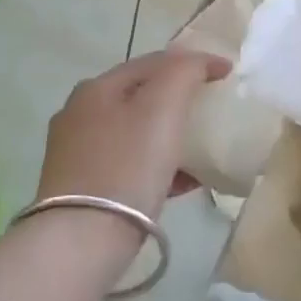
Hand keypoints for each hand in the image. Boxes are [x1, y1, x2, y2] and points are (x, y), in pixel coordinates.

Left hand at [37, 49, 230, 218]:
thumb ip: (184, 72)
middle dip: (176, 102)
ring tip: (200, 153)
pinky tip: (181, 185)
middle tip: (209, 112)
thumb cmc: (127, 164)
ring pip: (133, 134)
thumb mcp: (163, 107)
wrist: (82, 239)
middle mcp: (78, 115)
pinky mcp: (80, 189)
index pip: (151, 62)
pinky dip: (155, 168)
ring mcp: (75, 154)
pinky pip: (127, 167)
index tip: (226, 75)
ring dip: (167, 138)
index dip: (192, 63)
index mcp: (96, 88)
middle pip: (139, 98)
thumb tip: (203, 60)